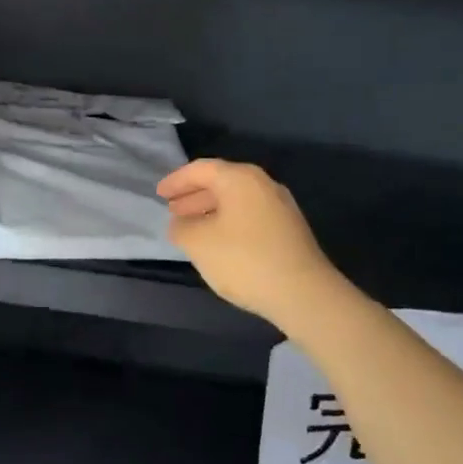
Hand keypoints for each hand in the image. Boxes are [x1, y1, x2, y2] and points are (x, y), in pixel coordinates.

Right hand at [158, 159, 341, 329]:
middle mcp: (263, 184)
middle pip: (221, 182)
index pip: (200, 169)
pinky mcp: (289, 230)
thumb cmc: (244, 259)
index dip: (176, 180)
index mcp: (240, 178)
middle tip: (172, 210)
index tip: (158, 194)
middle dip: (193, 196)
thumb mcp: (198, 243)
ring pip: (236, 201)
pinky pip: (249, 216)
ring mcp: (280, 207)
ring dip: (210, 211)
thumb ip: (181, 228)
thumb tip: (180, 224)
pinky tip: (218, 243)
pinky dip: (228, 222)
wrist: (303, 294)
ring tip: (191, 228)